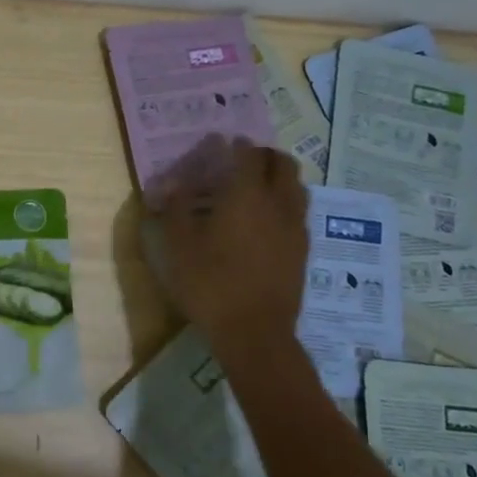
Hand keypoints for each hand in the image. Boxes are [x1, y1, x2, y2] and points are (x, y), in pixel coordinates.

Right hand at [152, 135, 308, 350]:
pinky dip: (285, 204)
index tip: (224, 144)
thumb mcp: (178, 245)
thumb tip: (173, 183)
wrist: (255, 332)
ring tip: (257, 189)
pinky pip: (298, 212)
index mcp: (246, 195)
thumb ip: (175, 208)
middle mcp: (277, 203)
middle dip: (264, 155)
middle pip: (282, 163)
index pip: (249, 154)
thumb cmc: (210, 284)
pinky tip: (266, 222)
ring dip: (279, 178)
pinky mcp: (303, 250)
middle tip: (243, 162)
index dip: (237, 145)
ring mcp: (295, 227)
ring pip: (296, 187)